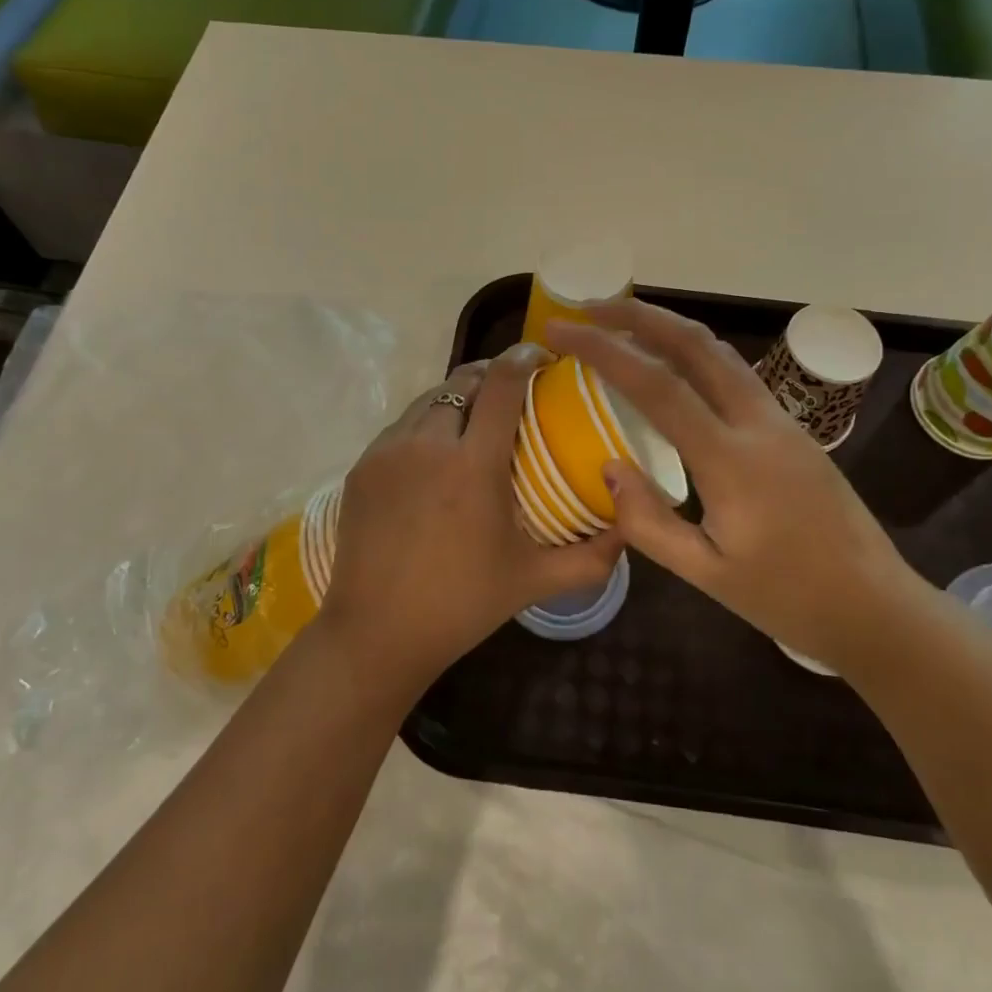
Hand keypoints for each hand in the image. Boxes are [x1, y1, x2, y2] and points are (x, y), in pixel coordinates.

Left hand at [320, 344, 622, 695]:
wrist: (375, 634)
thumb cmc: (461, 605)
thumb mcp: (533, 581)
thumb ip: (591, 557)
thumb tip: (629, 527)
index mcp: (473, 465)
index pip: (501, 383)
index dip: (524, 357)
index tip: (543, 356)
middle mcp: (428, 444)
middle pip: (463, 380)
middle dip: (492, 375)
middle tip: (513, 392)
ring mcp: (388, 452)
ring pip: (429, 399)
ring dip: (458, 397)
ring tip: (475, 420)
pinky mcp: (362, 465)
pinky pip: (401, 426)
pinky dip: (426, 424)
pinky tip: (437, 453)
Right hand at [549, 301, 921, 671]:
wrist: (874, 605)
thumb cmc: (788, 597)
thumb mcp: (707, 575)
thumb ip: (649, 523)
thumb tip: (608, 467)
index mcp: (732, 460)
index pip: (658, 386)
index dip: (605, 351)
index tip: (563, 332)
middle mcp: (758, 423)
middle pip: (695, 344)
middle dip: (639, 315)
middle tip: (590, 308)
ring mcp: (780, 419)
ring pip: (719, 351)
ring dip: (668, 327)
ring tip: (622, 324)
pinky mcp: (790, 428)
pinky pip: (734, 372)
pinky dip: (693, 352)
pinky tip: (672, 364)